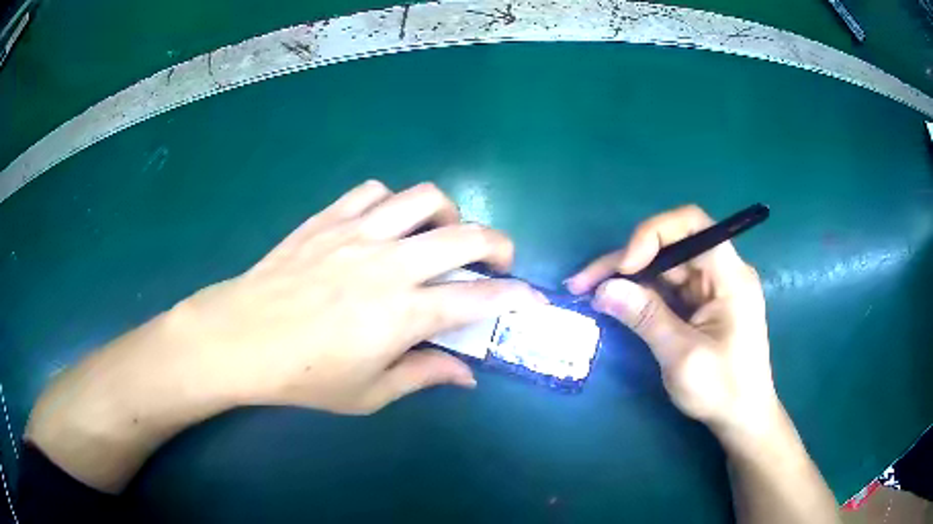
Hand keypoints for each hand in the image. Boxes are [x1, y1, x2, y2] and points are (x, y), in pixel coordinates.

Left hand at [175, 180, 543, 413]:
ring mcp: (357, 233)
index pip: (478, 299)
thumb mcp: (368, 393)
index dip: (516, 297)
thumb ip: (422, 376)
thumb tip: (465, 374)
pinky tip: (385, 224)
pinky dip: (391, 203)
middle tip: (498, 261)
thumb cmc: (303, 375)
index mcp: (402, 313)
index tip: (534, 298)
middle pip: (465, 236)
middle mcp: (388, 264)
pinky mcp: (328, 218)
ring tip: (442, 235)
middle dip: (498, 244)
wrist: (240, 337)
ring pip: (423, 198)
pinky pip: (373, 192)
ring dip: (448, 214)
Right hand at [566, 205, 777, 435]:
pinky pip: (666, 287)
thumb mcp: (682, 356)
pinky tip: (614, 302)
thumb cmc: (722, 390)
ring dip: (627, 277)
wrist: (742, 417)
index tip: (625, 267)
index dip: (653, 234)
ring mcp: (710, 288)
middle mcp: (721, 273)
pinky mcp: (700, 304)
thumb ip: (646, 318)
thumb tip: (603, 289)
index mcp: (730, 277)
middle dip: (626, 260)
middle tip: (583, 282)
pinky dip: (639, 294)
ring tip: (588, 291)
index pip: (692, 225)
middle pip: (670, 246)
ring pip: (663, 266)